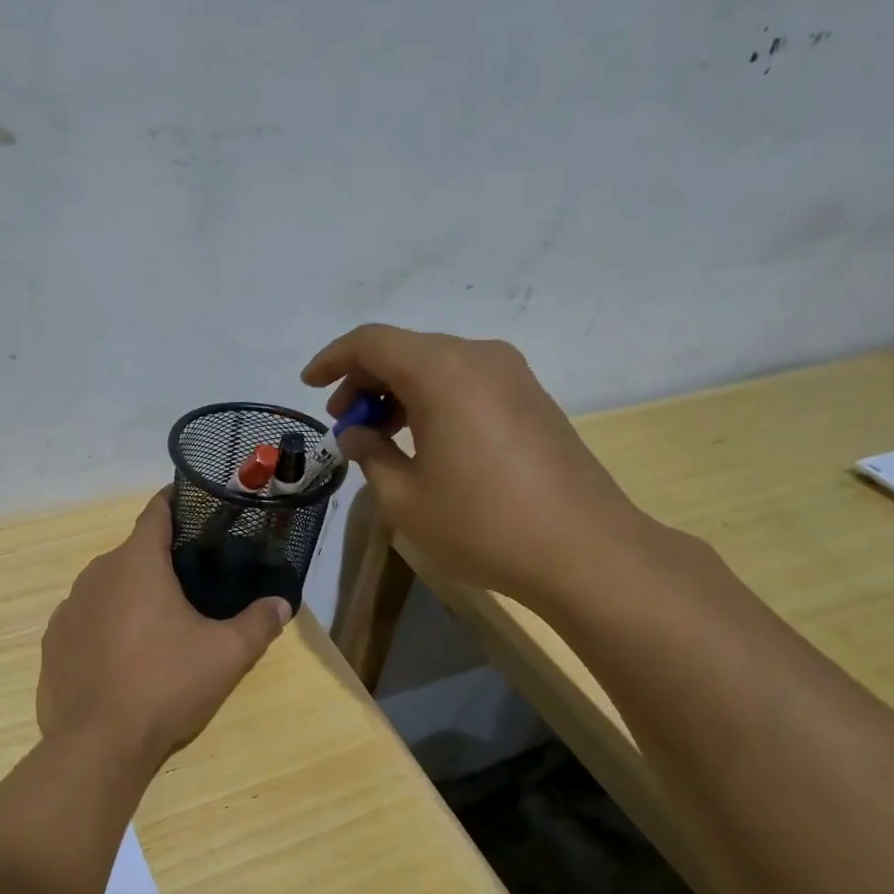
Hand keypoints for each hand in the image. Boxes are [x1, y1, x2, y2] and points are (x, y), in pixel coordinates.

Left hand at [37, 491, 291, 770]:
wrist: (98, 744)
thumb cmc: (166, 685)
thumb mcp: (226, 656)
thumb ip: (258, 624)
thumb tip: (281, 604)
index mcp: (136, 563)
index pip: (156, 512)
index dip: (177, 503)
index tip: (196, 505)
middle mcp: (96, 574)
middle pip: (133, 553)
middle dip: (160, 562)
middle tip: (192, 584)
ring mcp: (68, 608)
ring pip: (107, 587)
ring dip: (131, 596)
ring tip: (158, 625)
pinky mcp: (53, 642)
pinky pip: (85, 620)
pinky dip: (105, 626)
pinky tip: (122, 657)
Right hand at [302, 324, 657, 611]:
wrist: (584, 550)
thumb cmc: (482, 525)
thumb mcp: (405, 498)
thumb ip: (370, 455)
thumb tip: (358, 434)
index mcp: (442, 372)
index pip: (372, 342)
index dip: (333, 359)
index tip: (309, 385)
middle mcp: (479, 358)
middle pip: (406, 349)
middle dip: (365, 380)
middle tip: (343, 422)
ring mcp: (513, 375)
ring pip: (437, 364)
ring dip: (399, 391)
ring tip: (378, 435)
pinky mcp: (532, 398)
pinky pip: (466, 381)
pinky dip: (432, 399)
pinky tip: (422, 439)